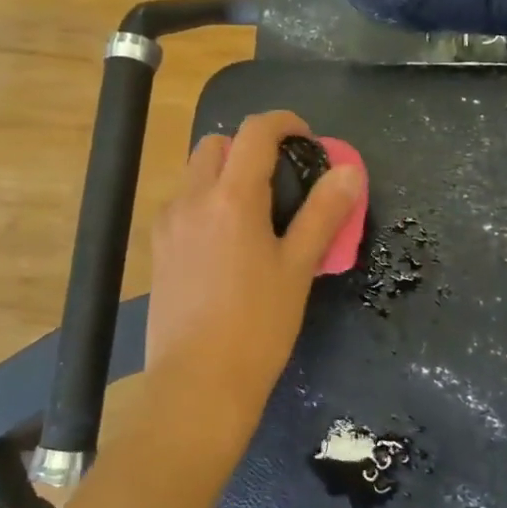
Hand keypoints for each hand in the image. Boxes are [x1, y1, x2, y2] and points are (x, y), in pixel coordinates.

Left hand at [145, 111, 364, 444]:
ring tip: (255, 212)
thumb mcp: (298, 268)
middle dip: (250, 146)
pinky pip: (182, 204)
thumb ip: (323, 214)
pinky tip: (226, 242)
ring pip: (195, 173)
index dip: (285, 123)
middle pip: (217, 144)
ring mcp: (168, 224)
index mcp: (231, 197)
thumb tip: (349, 171)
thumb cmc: (257, 326)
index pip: (255, 132)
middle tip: (282, 178)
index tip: (306, 139)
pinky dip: (206, 201)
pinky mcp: (157, 249)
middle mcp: (192, 199)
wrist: (197, 384)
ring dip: (225, 173)